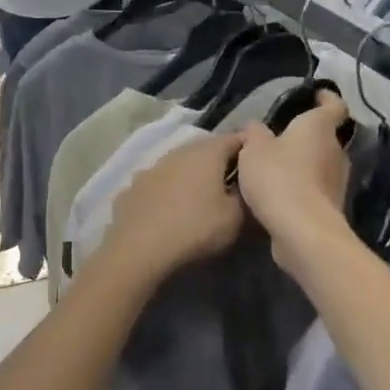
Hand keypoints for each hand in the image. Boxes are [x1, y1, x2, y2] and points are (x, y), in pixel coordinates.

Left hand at [94, 134, 245, 287]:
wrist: (138, 250)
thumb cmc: (195, 229)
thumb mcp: (235, 218)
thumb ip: (246, 197)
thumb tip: (247, 189)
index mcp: (207, 152)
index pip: (236, 139)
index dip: (249, 150)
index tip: (257, 167)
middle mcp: (178, 152)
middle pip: (205, 150)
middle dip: (219, 163)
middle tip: (231, 185)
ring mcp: (151, 168)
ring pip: (178, 165)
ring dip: (190, 176)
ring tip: (198, 199)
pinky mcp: (131, 188)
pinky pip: (157, 184)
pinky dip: (166, 192)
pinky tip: (167, 212)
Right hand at [235, 92, 351, 262]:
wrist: (302, 230)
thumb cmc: (279, 177)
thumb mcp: (253, 149)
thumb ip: (254, 133)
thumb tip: (256, 127)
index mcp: (319, 127)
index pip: (334, 105)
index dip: (326, 98)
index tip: (317, 94)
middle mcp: (336, 151)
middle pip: (326, 137)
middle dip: (308, 136)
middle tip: (282, 137)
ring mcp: (338, 181)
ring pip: (321, 164)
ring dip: (304, 164)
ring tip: (278, 167)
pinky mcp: (332, 207)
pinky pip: (316, 189)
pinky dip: (303, 188)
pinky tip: (281, 194)